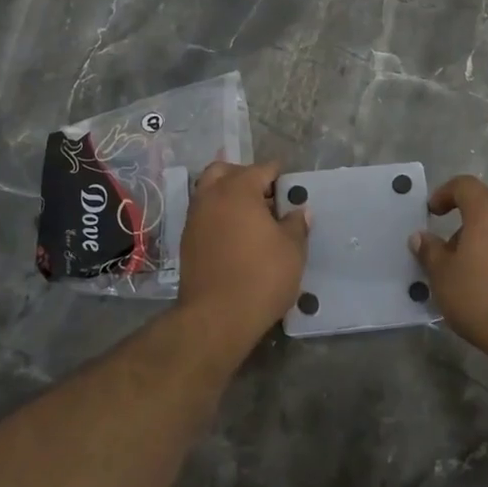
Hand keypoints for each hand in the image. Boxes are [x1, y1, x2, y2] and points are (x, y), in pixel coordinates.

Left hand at [177, 160, 309, 340]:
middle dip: (245, 177)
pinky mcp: (187, 241)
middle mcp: (212, 196)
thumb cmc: (261, 276)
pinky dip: (218, 215)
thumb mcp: (292, 250)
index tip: (290, 189)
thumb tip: (299, 211)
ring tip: (251, 218)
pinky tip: (236, 236)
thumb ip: (296, 224)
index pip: (261, 169)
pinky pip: (204, 214)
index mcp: (238, 189)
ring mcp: (195, 218)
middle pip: (225, 171)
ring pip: (209, 191)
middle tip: (265, 197)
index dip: (278, 176)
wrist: (216, 317)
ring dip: (228, 196)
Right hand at [411, 175, 487, 354]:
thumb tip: (421, 237)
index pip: (465, 186)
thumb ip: (430, 252)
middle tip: (449, 258)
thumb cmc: (484, 298)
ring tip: (471, 280)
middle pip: (486, 212)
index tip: (432, 213)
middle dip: (464, 229)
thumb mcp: (444, 277)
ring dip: (485, 248)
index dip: (444, 193)